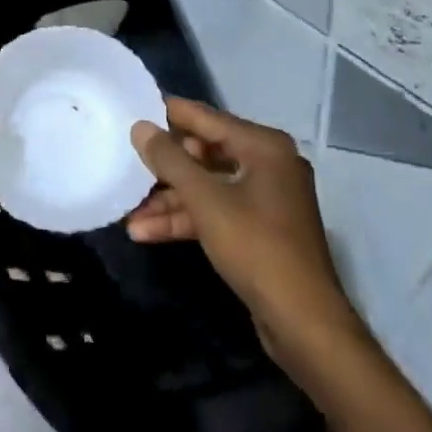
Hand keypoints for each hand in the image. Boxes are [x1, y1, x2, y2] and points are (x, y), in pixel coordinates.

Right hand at [127, 98, 361, 368]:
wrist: (304, 322)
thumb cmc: (256, 247)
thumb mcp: (206, 201)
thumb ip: (170, 160)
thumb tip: (140, 127)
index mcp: (263, 147)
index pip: (207, 118)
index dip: (170, 114)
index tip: (134, 108)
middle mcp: (268, 164)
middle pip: (205, 153)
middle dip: (166, 167)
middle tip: (127, 164)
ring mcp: (265, 198)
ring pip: (207, 187)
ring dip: (170, 201)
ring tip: (129, 214)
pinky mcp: (259, 228)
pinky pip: (216, 211)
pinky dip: (186, 219)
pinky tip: (147, 232)